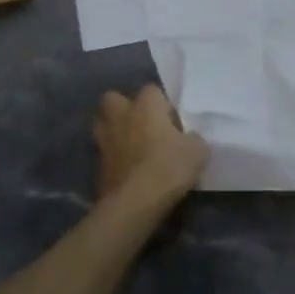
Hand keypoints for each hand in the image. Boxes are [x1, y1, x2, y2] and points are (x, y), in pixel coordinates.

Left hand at [94, 85, 207, 207]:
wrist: (134, 203)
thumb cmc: (168, 167)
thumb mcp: (197, 153)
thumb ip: (194, 139)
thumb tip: (191, 139)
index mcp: (146, 104)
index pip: (153, 90)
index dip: (163, 105)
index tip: (173, 124)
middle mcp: (121, 114)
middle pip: (115, 98)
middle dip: (125, 108)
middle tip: (142, 126)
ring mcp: (105, 138)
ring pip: (103, 124)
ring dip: (114, 131)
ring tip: (131, 147)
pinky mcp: (97, 164)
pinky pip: (104, 152)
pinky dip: (112, 158)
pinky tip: (126, 170)